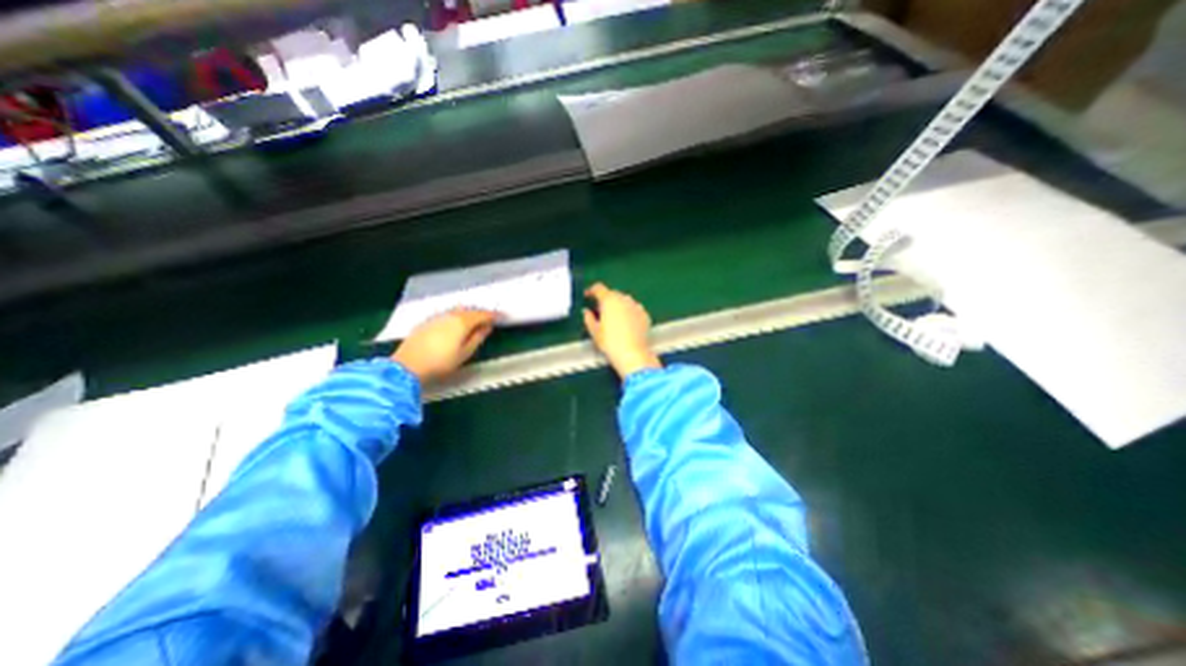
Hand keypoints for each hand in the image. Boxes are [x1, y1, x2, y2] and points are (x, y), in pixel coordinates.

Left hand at [394, 308, 496, 382]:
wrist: (407, 366)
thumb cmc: (441, 362)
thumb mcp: (465, 353)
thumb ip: (478, 338)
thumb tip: (487, 327)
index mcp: (462, 322)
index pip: (482, 314)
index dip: (493, 315)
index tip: (502, 317)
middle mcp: (450, 315)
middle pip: (469, 310)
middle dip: (480, 313)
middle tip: (489, 319)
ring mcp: (436, 317)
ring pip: (457, 311)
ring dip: (468, 314)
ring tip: (474, 322)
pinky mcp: (426, 322)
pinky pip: (447, 315)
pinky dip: (455, 317)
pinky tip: (455, 325)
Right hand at [585, 284, 666, 381]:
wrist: (633, 354)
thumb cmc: (610, 343)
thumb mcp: (594, 331)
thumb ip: (588, 318)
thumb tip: (586, 312)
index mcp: (609, 300)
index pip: (598, 288)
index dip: (591, 291)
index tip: (588, 296)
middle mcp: (624, 299)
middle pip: (612, 293)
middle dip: (605, 299)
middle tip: (600, 310)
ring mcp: (636, 306)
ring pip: (625, 300)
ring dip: (618, 305)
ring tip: (614, 318)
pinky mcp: (645, 315)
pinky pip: (634, 309)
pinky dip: (629, 312)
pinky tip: (626, 324)